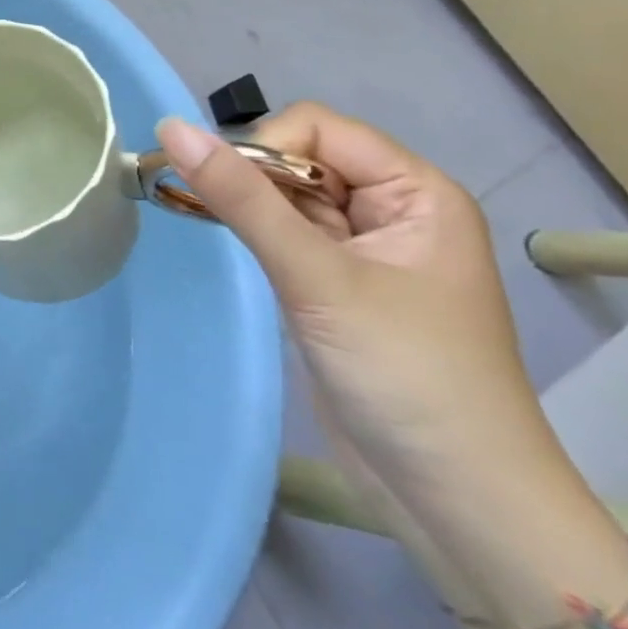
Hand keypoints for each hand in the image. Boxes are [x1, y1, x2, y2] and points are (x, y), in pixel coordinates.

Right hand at [156, 105, 555, 500]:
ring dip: (242, 203)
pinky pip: (283, 231)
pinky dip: (248, 229)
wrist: (456, 501)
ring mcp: (364, 248)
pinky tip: (220, 240)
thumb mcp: (317, 278)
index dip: (266, 148)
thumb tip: (170, 127)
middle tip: (203, 209)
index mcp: (416, 193)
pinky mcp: (336, 283)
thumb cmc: (405, 375)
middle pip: (299, 158)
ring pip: (284, 194)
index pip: (318, 129)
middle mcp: (393, 210)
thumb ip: (241, 199)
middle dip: (247, 176)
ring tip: (198, 221)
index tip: (230, 194)